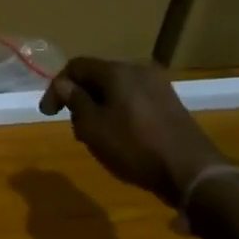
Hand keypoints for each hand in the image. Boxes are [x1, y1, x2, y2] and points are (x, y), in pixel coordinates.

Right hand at [38, 57, 223, 206]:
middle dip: (80, 98)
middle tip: (74, 127)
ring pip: (116, 90)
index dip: (57, 86)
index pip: (77, 66)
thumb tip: (64, 84)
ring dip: (99, 107)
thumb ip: (75, 101)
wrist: (191, 171)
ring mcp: (159, 87)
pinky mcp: (170, 104)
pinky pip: (134, 100)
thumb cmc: (134, 147)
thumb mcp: (93, 127)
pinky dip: (119, 112)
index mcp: (117, 71)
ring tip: (95, 136)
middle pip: (98, 77)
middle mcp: (139, 71)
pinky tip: (119, 137)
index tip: (48, 114)